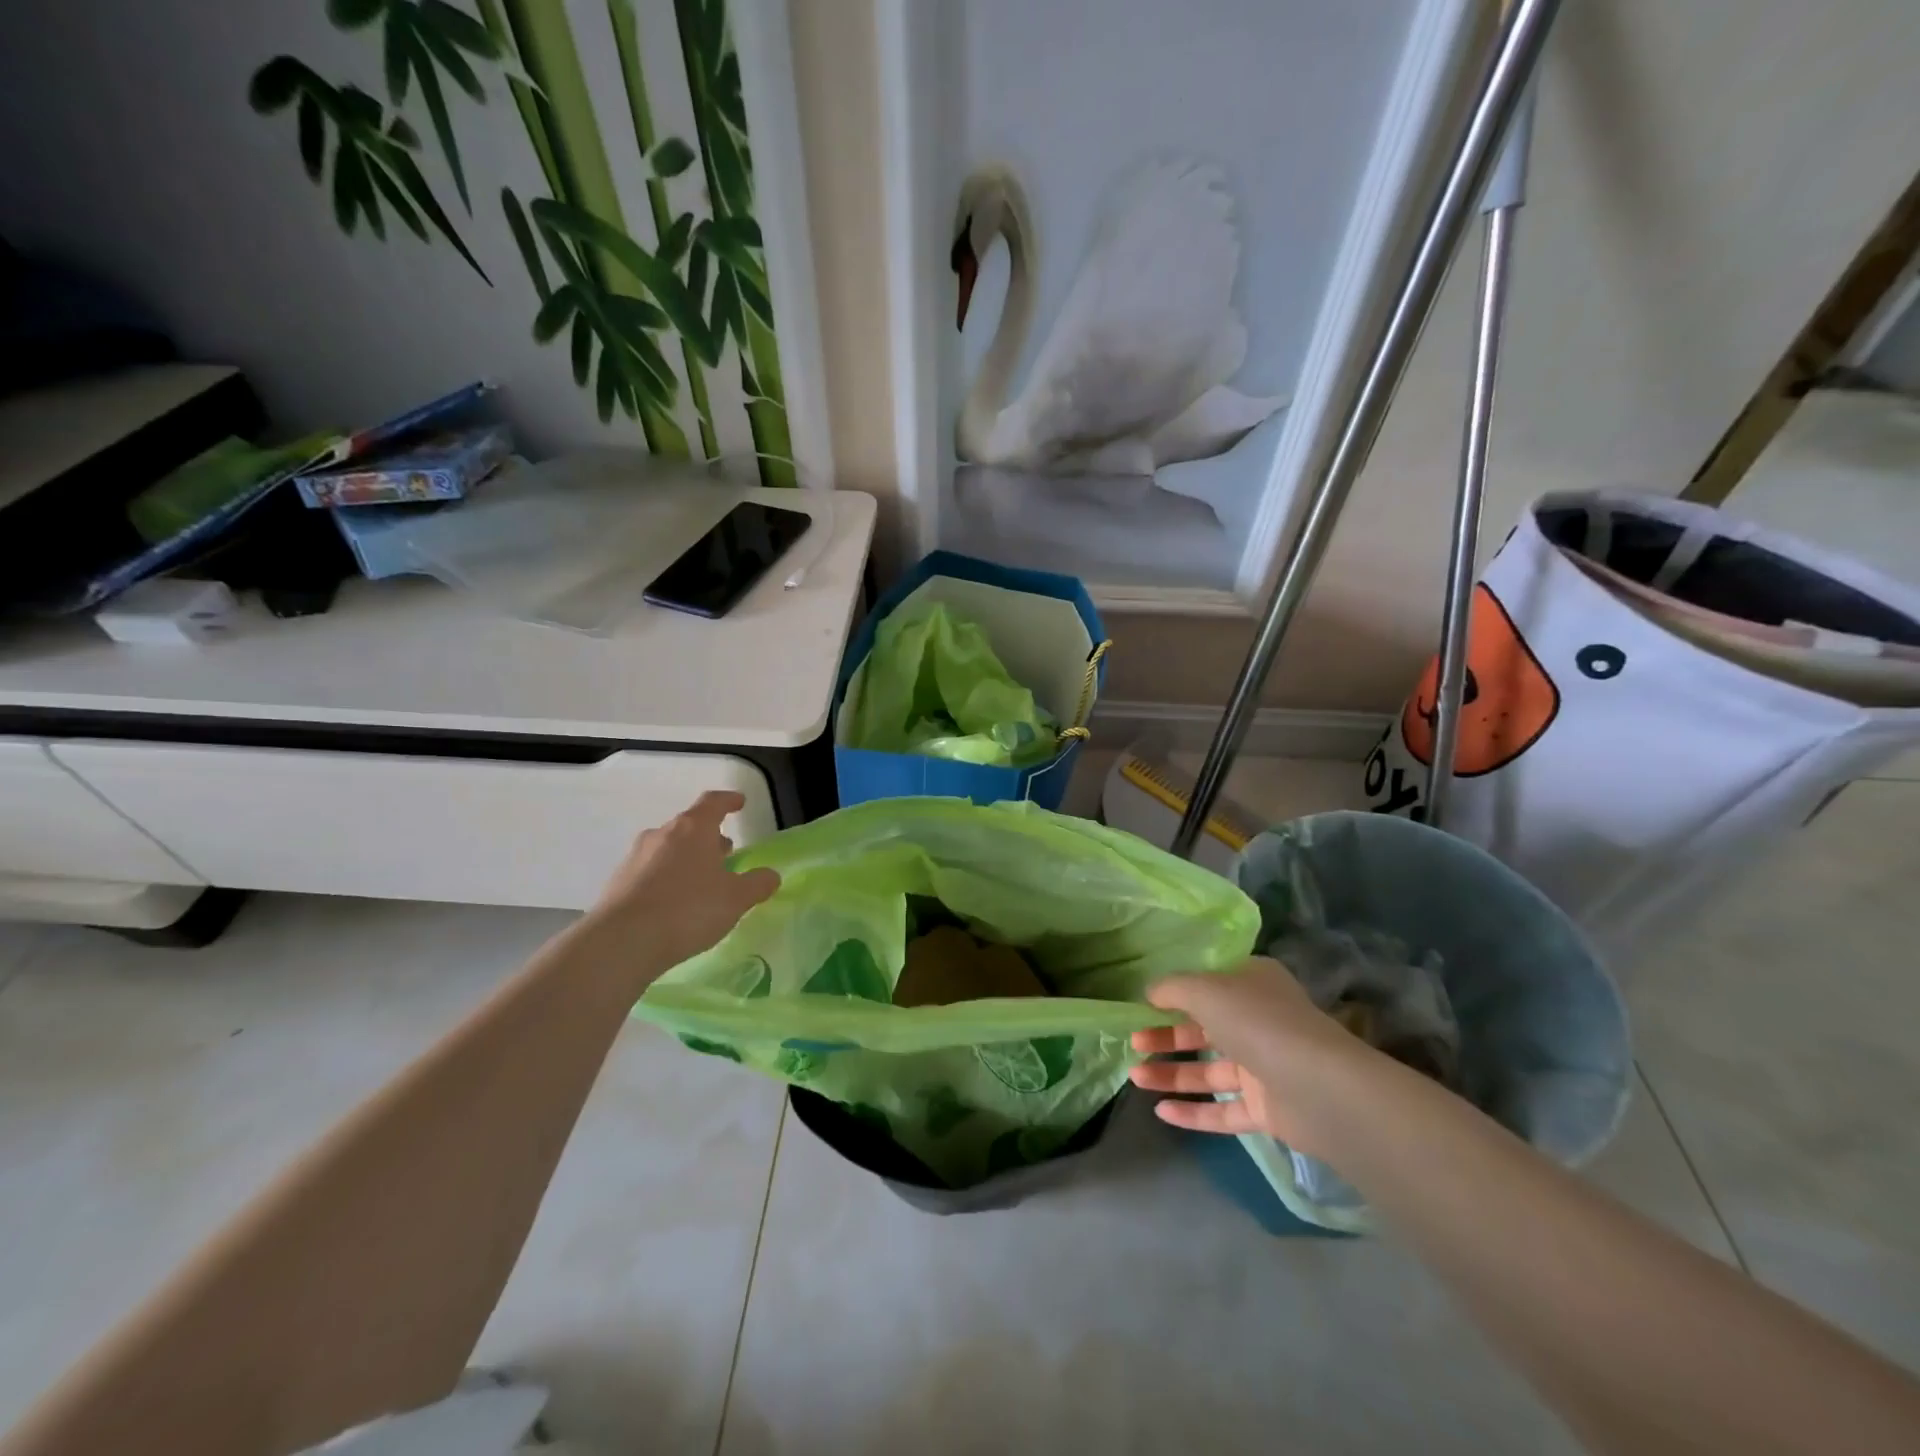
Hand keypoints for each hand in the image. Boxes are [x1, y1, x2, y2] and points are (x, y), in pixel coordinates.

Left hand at [586, 791, 779, 973]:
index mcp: (693, 829)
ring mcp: (636, 857)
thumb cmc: (688, 909)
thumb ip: (757, 884)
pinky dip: (666, 877)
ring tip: (701, 880)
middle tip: (725, 852)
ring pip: (668, 848)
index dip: (728, 801)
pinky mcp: (618, 882)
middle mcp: (662, 835)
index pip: (713, 802)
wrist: (622, 941)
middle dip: (709, 836)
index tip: (739, 802)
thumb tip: (770, 875)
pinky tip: (674, 902)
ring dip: (687, 857)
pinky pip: (650, 871)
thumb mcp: (735, 899)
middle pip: (689, 826)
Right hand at [1129, 955, 1372, 1159]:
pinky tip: (1160, 1112)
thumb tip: (1149, 992)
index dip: (1174, 993)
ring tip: (1134, 1077)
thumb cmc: (1257, 1022)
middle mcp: (1258, 1021)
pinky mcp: (1267, 1108)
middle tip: (1132, 1042)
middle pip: (1203, 1028)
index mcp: (1251, 983)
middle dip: (1165, 1036)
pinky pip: (1223, 1109)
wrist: (1320, 1088)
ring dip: (1172, 1073)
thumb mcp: (1204, 990)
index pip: (1208, 983)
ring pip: (1209, 1070)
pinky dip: (1193, 1110)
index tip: (1142, 1004)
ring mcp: (1264, 1067)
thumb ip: (1172, 988)